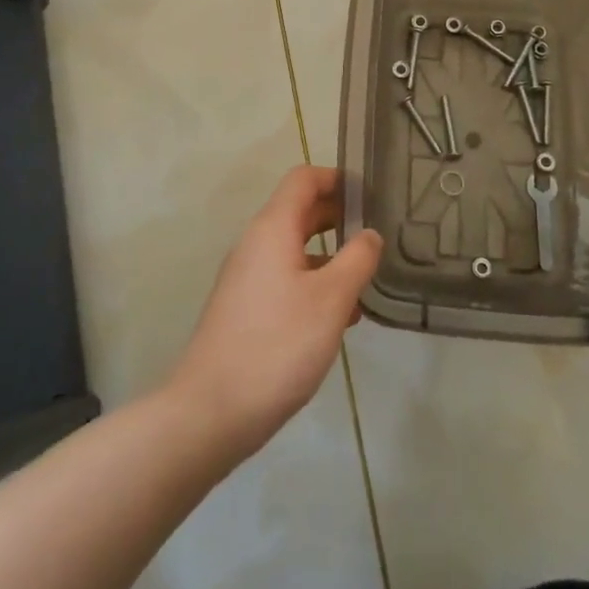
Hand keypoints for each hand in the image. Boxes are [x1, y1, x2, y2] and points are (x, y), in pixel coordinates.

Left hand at [168, 165, 382, 457]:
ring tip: (367, 280)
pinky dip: (314, 283)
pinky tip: (339, 318)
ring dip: (330, 255)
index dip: (337, 178)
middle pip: (300, 211)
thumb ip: (357, 260)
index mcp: (273, 228)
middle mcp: (256, 243)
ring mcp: (247, 277)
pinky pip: (286, 278)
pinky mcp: (245, 308)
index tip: (370, 194)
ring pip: (295, 249)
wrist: (210, 411)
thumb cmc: (277, 345)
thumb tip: (370, 234)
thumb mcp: (331, 300)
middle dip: (338, 217)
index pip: (303, 179)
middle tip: (378, 233)